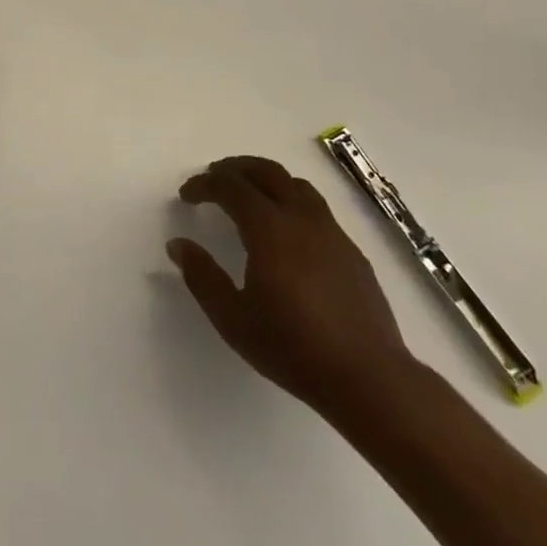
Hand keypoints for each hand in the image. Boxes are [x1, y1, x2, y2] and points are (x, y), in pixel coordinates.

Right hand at [169, 156, 418, 421]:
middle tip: (214, 177)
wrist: (368, 378)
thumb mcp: (233, 319)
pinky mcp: (351, 250)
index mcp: (269, 229)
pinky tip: (287, 229)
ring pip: (295, 184)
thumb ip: (202, 276)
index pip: (231, 187)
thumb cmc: (293, 348)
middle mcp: (301, 219)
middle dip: (235, 168)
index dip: (204, 184)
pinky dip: (291, 200)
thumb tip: (178, 244)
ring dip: (266, 179)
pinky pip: (316, 207)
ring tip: (249, 193)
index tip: (187, 195)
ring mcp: (331, 232)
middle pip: (266, 171)